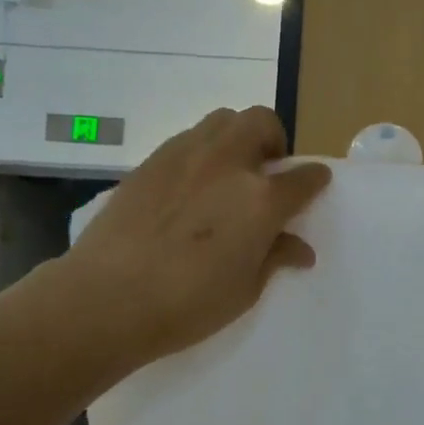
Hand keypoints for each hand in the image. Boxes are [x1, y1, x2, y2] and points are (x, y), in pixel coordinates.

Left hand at [63, 107, 330, 365]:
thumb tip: (299, 248)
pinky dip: (203, 150)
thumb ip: (274, 257)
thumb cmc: (186, 305)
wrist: (108, 297)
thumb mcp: (244, 290)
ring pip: (223, 120)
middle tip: (267, 170)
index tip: (316, 183)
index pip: (303, 177)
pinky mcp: (151, 160)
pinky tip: (191, 184)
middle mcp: (228, 164)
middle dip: (274, 139)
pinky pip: (188, 138)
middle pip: (262, 122)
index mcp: (260, 200)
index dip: (315, 179)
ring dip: (238, 136)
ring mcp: (186, 155)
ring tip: (229, 170)